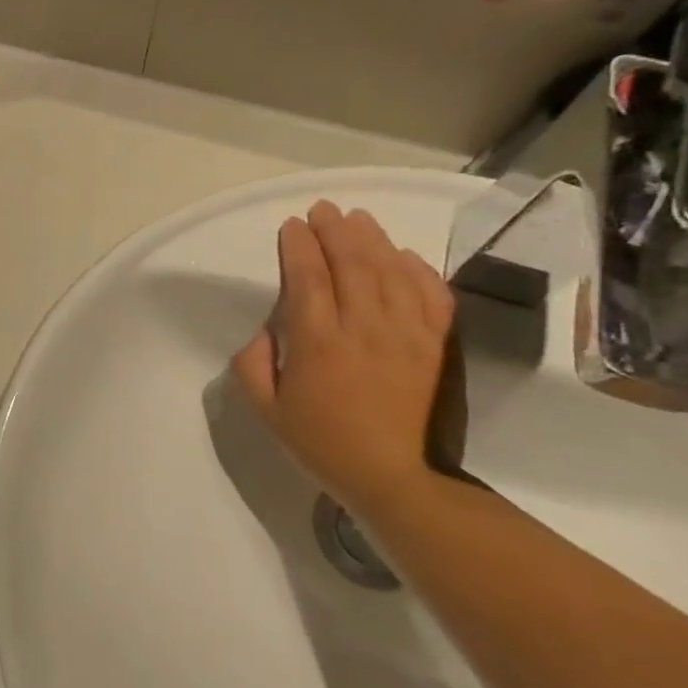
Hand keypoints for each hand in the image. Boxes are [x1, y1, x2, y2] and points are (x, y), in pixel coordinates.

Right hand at [232, 202, 454, 511]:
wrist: (397, 478)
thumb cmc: (322, 443)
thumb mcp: (266, 410)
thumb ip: (252, 364)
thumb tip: (263, 330)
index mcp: (318, 342)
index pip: (307, 278)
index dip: (298, 246)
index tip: (290, 226)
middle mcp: (363, 328)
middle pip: (351, 263)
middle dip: (334, 230)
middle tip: (322, 209)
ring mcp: (406, 334)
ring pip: (391, 271)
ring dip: (373, 239)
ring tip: (357, 219)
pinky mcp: (434, 345)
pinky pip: (431, 295)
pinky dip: (418, 269)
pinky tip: (403, 255)